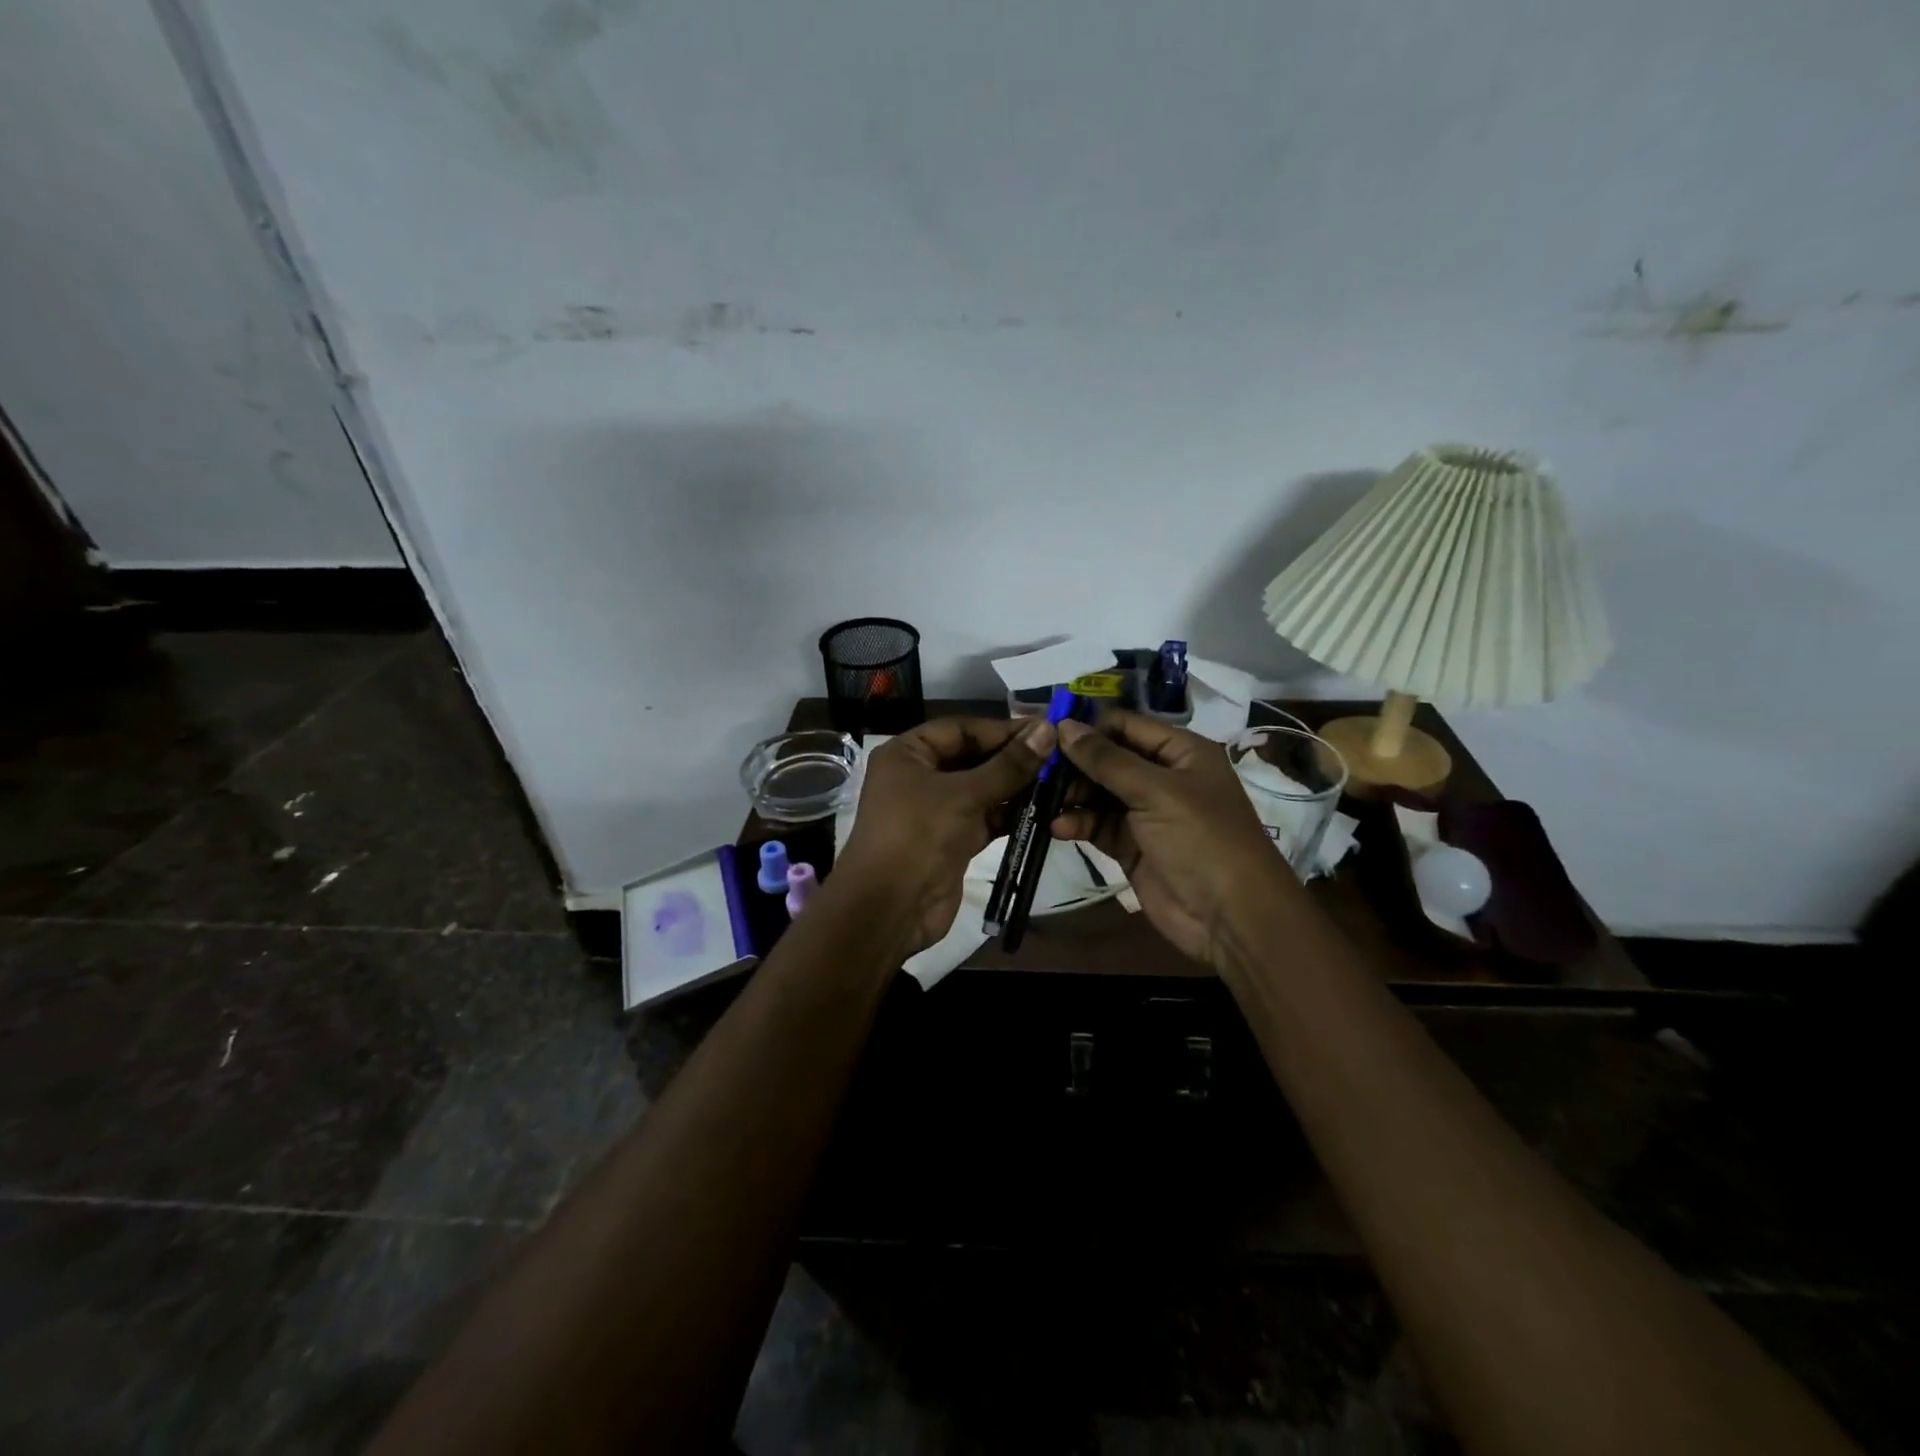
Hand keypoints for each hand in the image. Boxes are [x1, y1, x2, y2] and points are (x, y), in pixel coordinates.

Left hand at [835, 716, 1054, 956]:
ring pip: (982, 789)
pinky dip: (1010, 814)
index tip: (1045, 730)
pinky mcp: (952, 839)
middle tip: (1059, 756)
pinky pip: (985, 817)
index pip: (961, 729)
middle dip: (1012, 759)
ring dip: (1016, 787)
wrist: (890, 908)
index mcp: (908, 753)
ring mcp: (936, 810)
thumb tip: (1047, 730)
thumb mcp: (964, 794)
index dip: (1001, 729)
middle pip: (972, 758)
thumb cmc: (919, 835)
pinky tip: (1044, 809)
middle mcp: (920, 776)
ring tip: (1059, 781)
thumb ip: (1009, 765)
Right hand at [1051, 710, 1295, 968]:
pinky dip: (1076, 823)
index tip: (1046, 730)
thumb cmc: (1202, 839)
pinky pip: (1096, 825)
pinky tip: (1057, 827)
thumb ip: (1107, 760)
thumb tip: (1064, 726)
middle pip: (1107, 758)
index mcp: (1180, 752)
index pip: (1126, 725)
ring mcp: (1144, 813)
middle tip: (1036, 768)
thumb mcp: (1156, 792)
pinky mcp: (1129, 845)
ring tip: (1041, 798)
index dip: (1088, 726)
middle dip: (1073, 763)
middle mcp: (1161, 776)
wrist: (1230, 917)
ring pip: (1097, 792)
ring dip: (1070, 794)